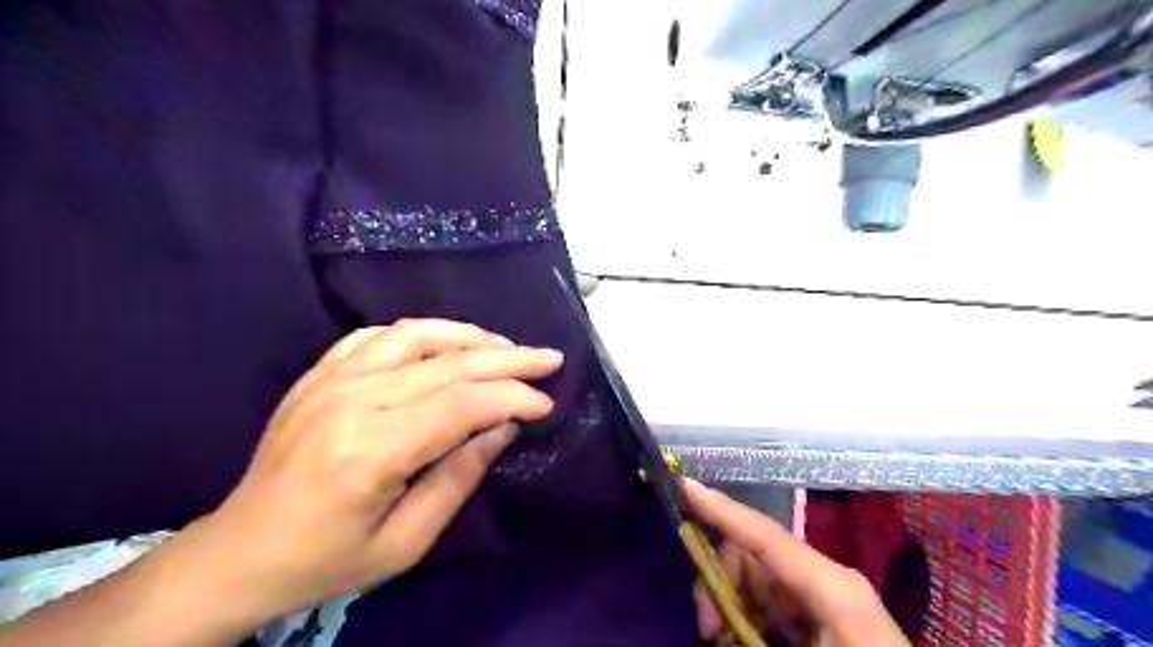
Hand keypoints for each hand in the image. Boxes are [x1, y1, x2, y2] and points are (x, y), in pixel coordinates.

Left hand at [172, 321, 565, 629]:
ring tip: (506, 347)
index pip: (462, 404)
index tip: (546, 403)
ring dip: (470, 336)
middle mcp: (352, 400)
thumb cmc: (327, 559)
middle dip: (509, 358)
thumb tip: (503, 427)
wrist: (239, 553)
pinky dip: (422, 332)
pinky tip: (446, 343)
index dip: (512, 397)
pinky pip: (379, 334)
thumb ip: (459, 478)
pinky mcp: (319, 372)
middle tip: (549, 358)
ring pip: (417, 335)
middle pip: (448, 362)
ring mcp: (331, 379)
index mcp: (371, 450)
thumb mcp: (406, 541)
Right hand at [682, 481, 910, 646]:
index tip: (681, 486)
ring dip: (730, 603)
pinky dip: (748, 615)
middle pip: (752, 555)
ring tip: (718, 638)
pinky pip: (773, 601)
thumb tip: (710, 633)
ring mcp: (827, 597)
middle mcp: (827, 579)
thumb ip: (746, 637)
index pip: (763, 535)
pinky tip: (740, 637)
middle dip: (718, 581)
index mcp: (832, 586)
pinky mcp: (825, 617)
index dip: (719, 509)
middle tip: (706, 631)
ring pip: (758, 578)